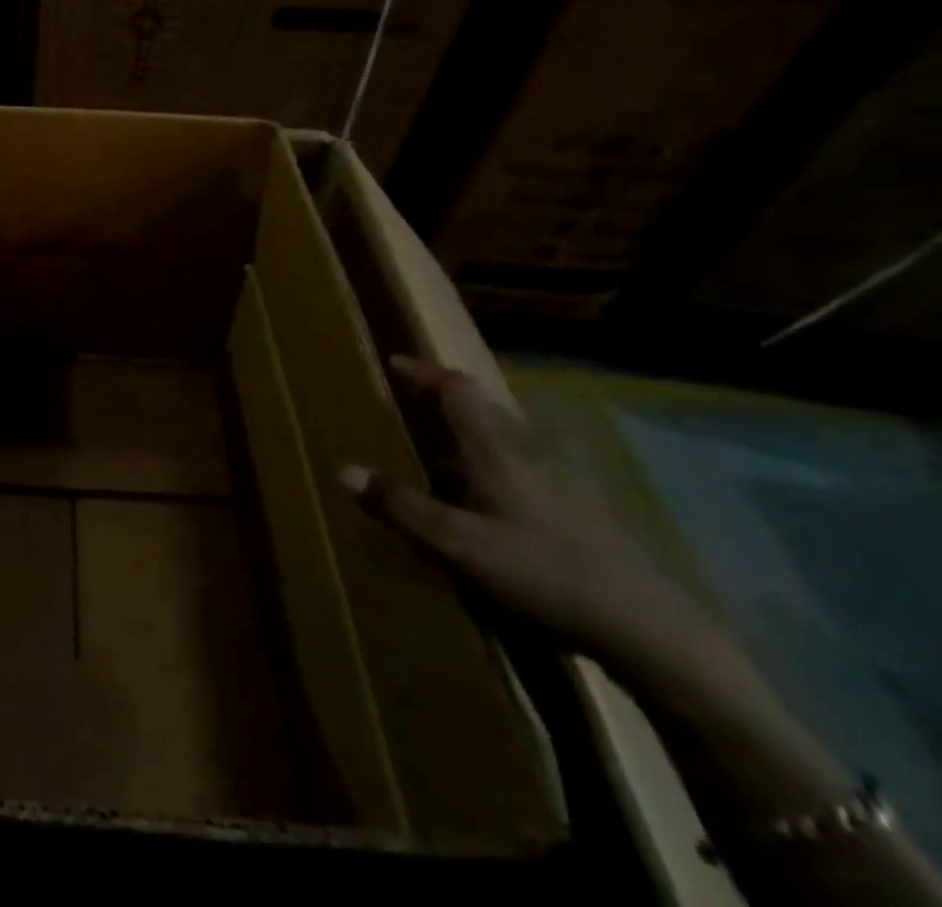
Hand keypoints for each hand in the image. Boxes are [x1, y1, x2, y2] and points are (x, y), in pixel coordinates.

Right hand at [341, 355, 718, 688]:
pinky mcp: (575, 512)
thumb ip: (402, 506)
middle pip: (482, 409)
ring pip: (502, 442)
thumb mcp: (461, 544)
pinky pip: (517, 470)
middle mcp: (528, 453)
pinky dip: (486, 468)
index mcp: (498, 449)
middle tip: (407, 406)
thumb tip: (343, 469)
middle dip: (442, 400)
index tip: (393, 363)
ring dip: (464, 437)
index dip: (424, 373)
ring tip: (432, 457)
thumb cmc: (545, 573)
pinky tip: (479, 504)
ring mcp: (558, 482)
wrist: (650, 630)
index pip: (457, 390)